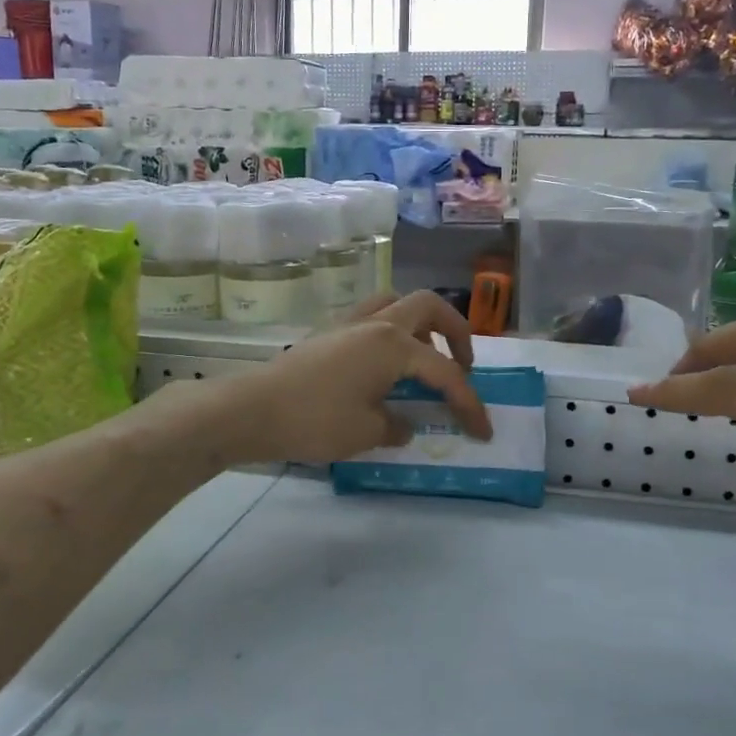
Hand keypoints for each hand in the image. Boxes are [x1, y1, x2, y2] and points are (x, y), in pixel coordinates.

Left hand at [231, 291, 492, 464]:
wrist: (251, 410)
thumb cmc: (314, 420)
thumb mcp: (366, 431)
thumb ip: (397, 424)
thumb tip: (404, 423)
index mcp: (393, 344)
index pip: (444, 372)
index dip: (469, 402)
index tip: (483, 430)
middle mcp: (376, 323)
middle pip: (428, 306)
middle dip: (455, 331)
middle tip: (462, 364)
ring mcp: (349, 323)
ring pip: (396, 303)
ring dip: (420, 325)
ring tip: (423, 358)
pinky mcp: (328, 333)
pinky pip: (371, 318)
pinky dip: (391, 332)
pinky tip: (383, 365)